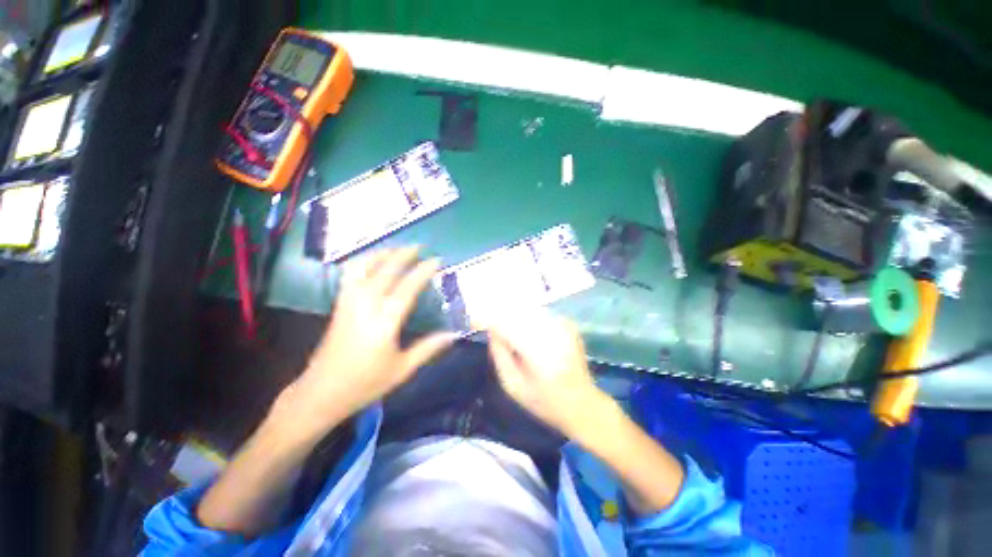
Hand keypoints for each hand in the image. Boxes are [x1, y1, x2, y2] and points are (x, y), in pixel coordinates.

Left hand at [276, 247, 455, 437]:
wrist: (321, 392)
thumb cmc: (365, 383)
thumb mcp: (402, 369)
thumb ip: (428, 348)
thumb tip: (453, 334)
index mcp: (384, 322)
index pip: (407, 288)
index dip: (423, 271)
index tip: (436, 260)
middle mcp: (366, 306)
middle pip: (386, 271)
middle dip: (404, 255)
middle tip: (419, 246)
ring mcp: (349, 303)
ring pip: (364, 268)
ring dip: (382, 255)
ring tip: (396, 248)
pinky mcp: (339, 305)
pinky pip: (350, 276)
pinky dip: (362, 263)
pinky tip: (371, 263)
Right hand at [487, 308, 608, 438]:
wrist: (583, 405)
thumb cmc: (545, 403)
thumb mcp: (513, 387)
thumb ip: (500, 355)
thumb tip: (491, 330)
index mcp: (538, 353)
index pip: (507, 325)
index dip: (489, 319)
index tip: (474, 321)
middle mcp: (552, 333)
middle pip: (517, 312)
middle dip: (499, 314)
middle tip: (486, 321)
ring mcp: (563, 326)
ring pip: (529, 310)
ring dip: (513, 314)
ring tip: (503, 325)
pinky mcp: (568, 324)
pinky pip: (540, 314)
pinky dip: (528, 317)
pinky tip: (523, 327)